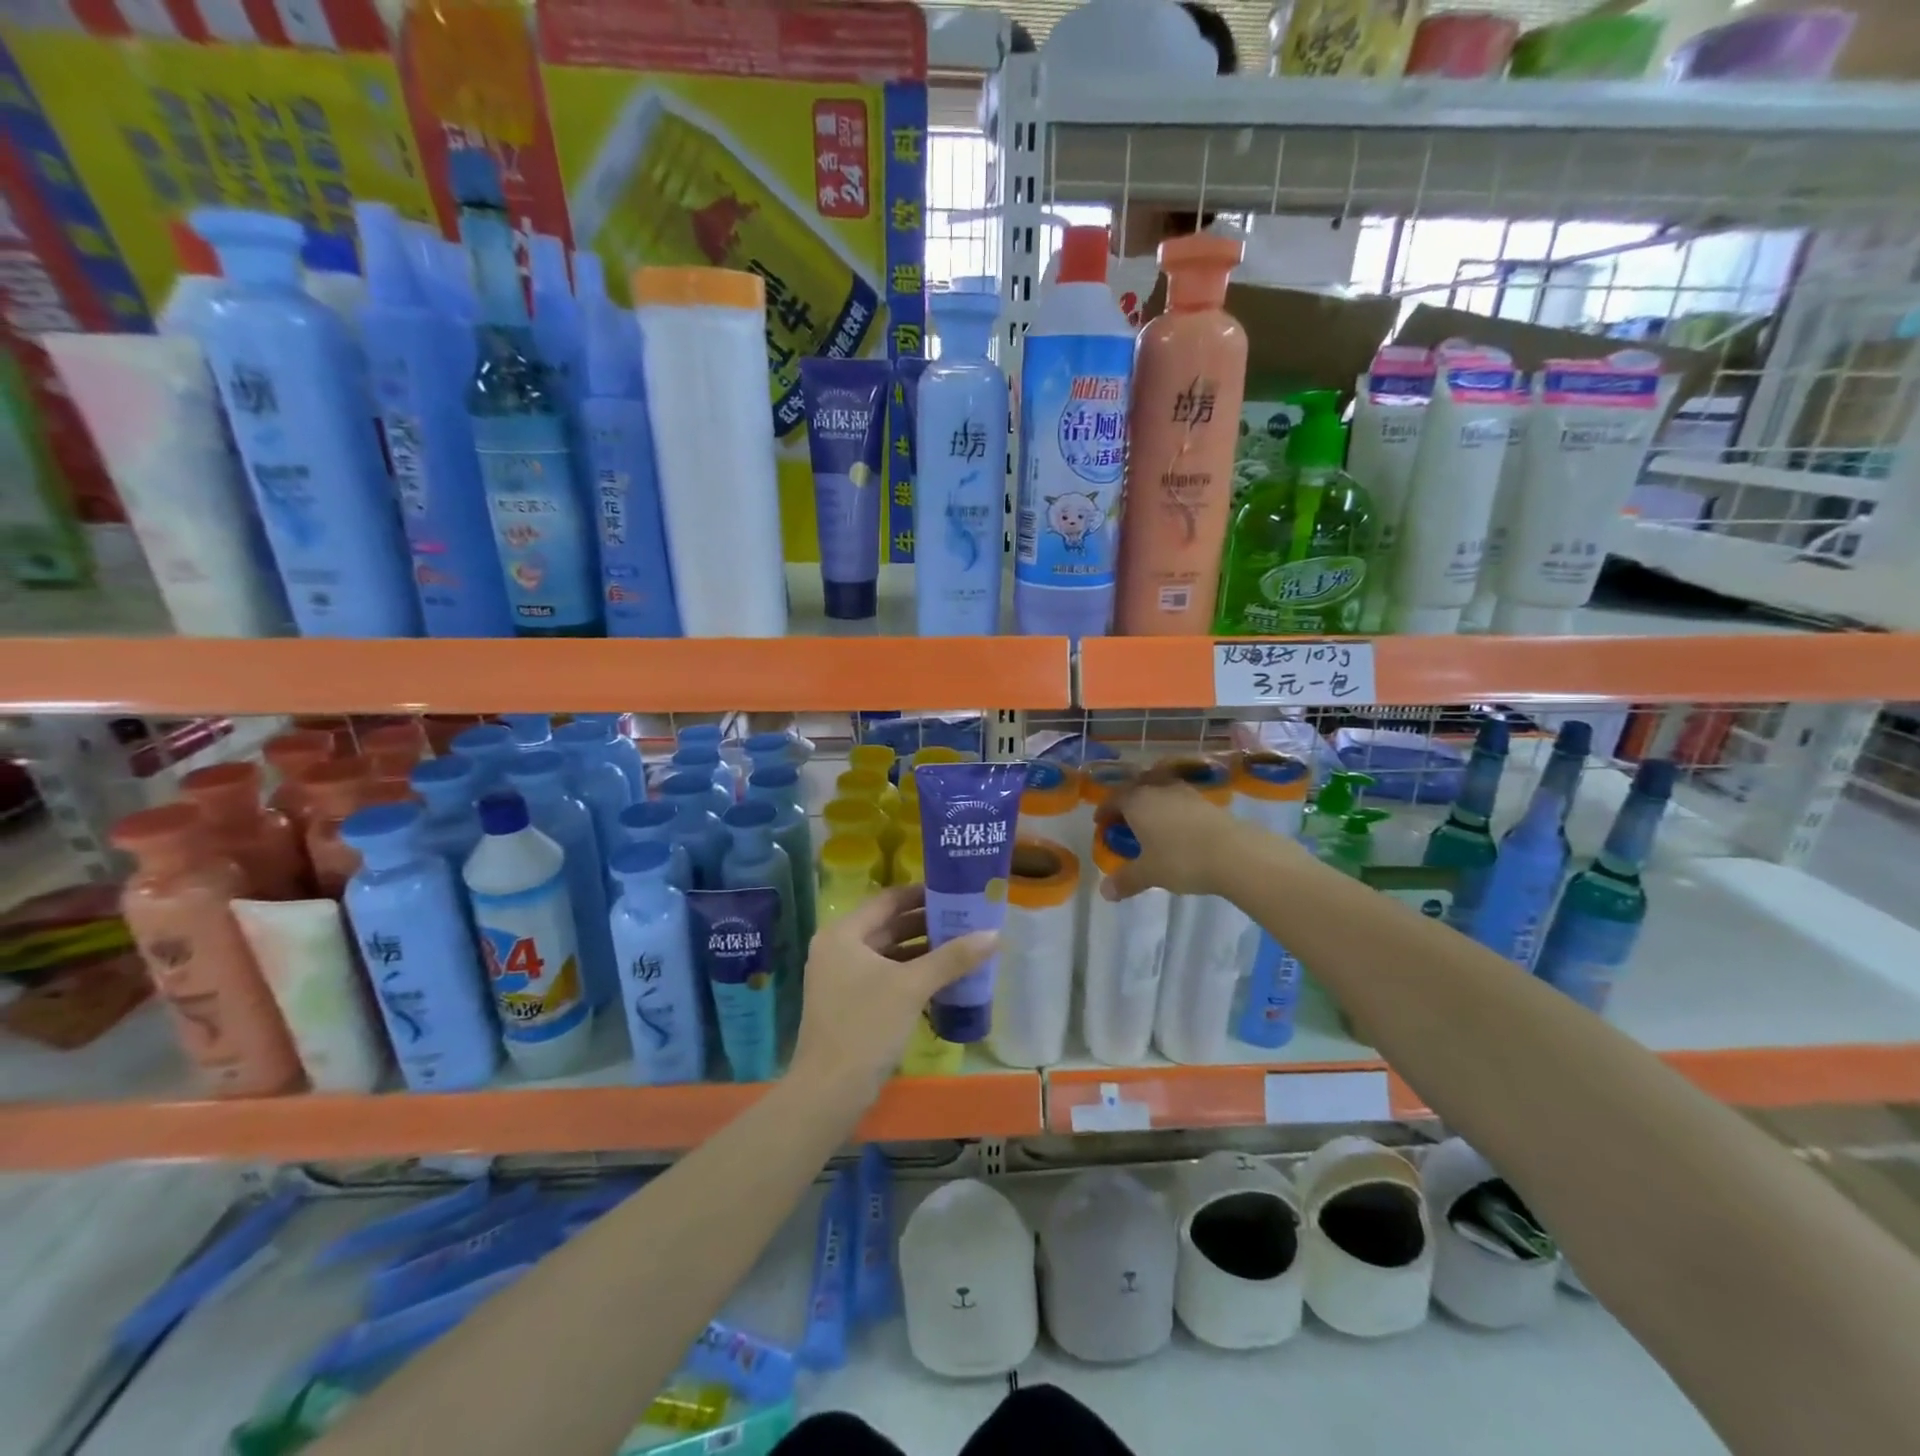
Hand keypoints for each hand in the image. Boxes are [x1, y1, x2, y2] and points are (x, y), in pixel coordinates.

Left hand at [791, 885, 995, 1097]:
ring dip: (921, 950)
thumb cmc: (866, 1027)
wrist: (829, 1092)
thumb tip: (995, 933)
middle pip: (888, 925)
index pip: (888, 900)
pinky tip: (942, 978)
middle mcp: (837, 949)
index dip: (922, 894)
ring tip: (961, 946)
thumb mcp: (912, 987)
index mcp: (843, 934)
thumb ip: (952, 957)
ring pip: (888, 952)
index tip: (955, 892)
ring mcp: (840, 978)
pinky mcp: (849, 1003)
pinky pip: (884, 976)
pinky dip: (910, 973)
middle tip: (965, 919)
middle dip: (926, 923)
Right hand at [1096, 773, 1246, 900]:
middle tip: (1124, 820)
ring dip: (1152, 804)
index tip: (1100, 822)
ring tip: (1151, 822)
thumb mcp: (1149, 873)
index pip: (1114, 799)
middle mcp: (1159, 790)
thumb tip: (1104, 892)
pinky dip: (1172, 810)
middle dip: (1127, 803)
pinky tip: (1177, 828)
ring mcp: (1185, 793)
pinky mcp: (1207, 802)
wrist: (1235, 853)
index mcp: (1138, 802)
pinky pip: (1180, 801)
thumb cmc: (1181, 859)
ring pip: (1160, 791)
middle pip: (1137, 790)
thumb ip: (1126, 880)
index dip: (1105, 810)